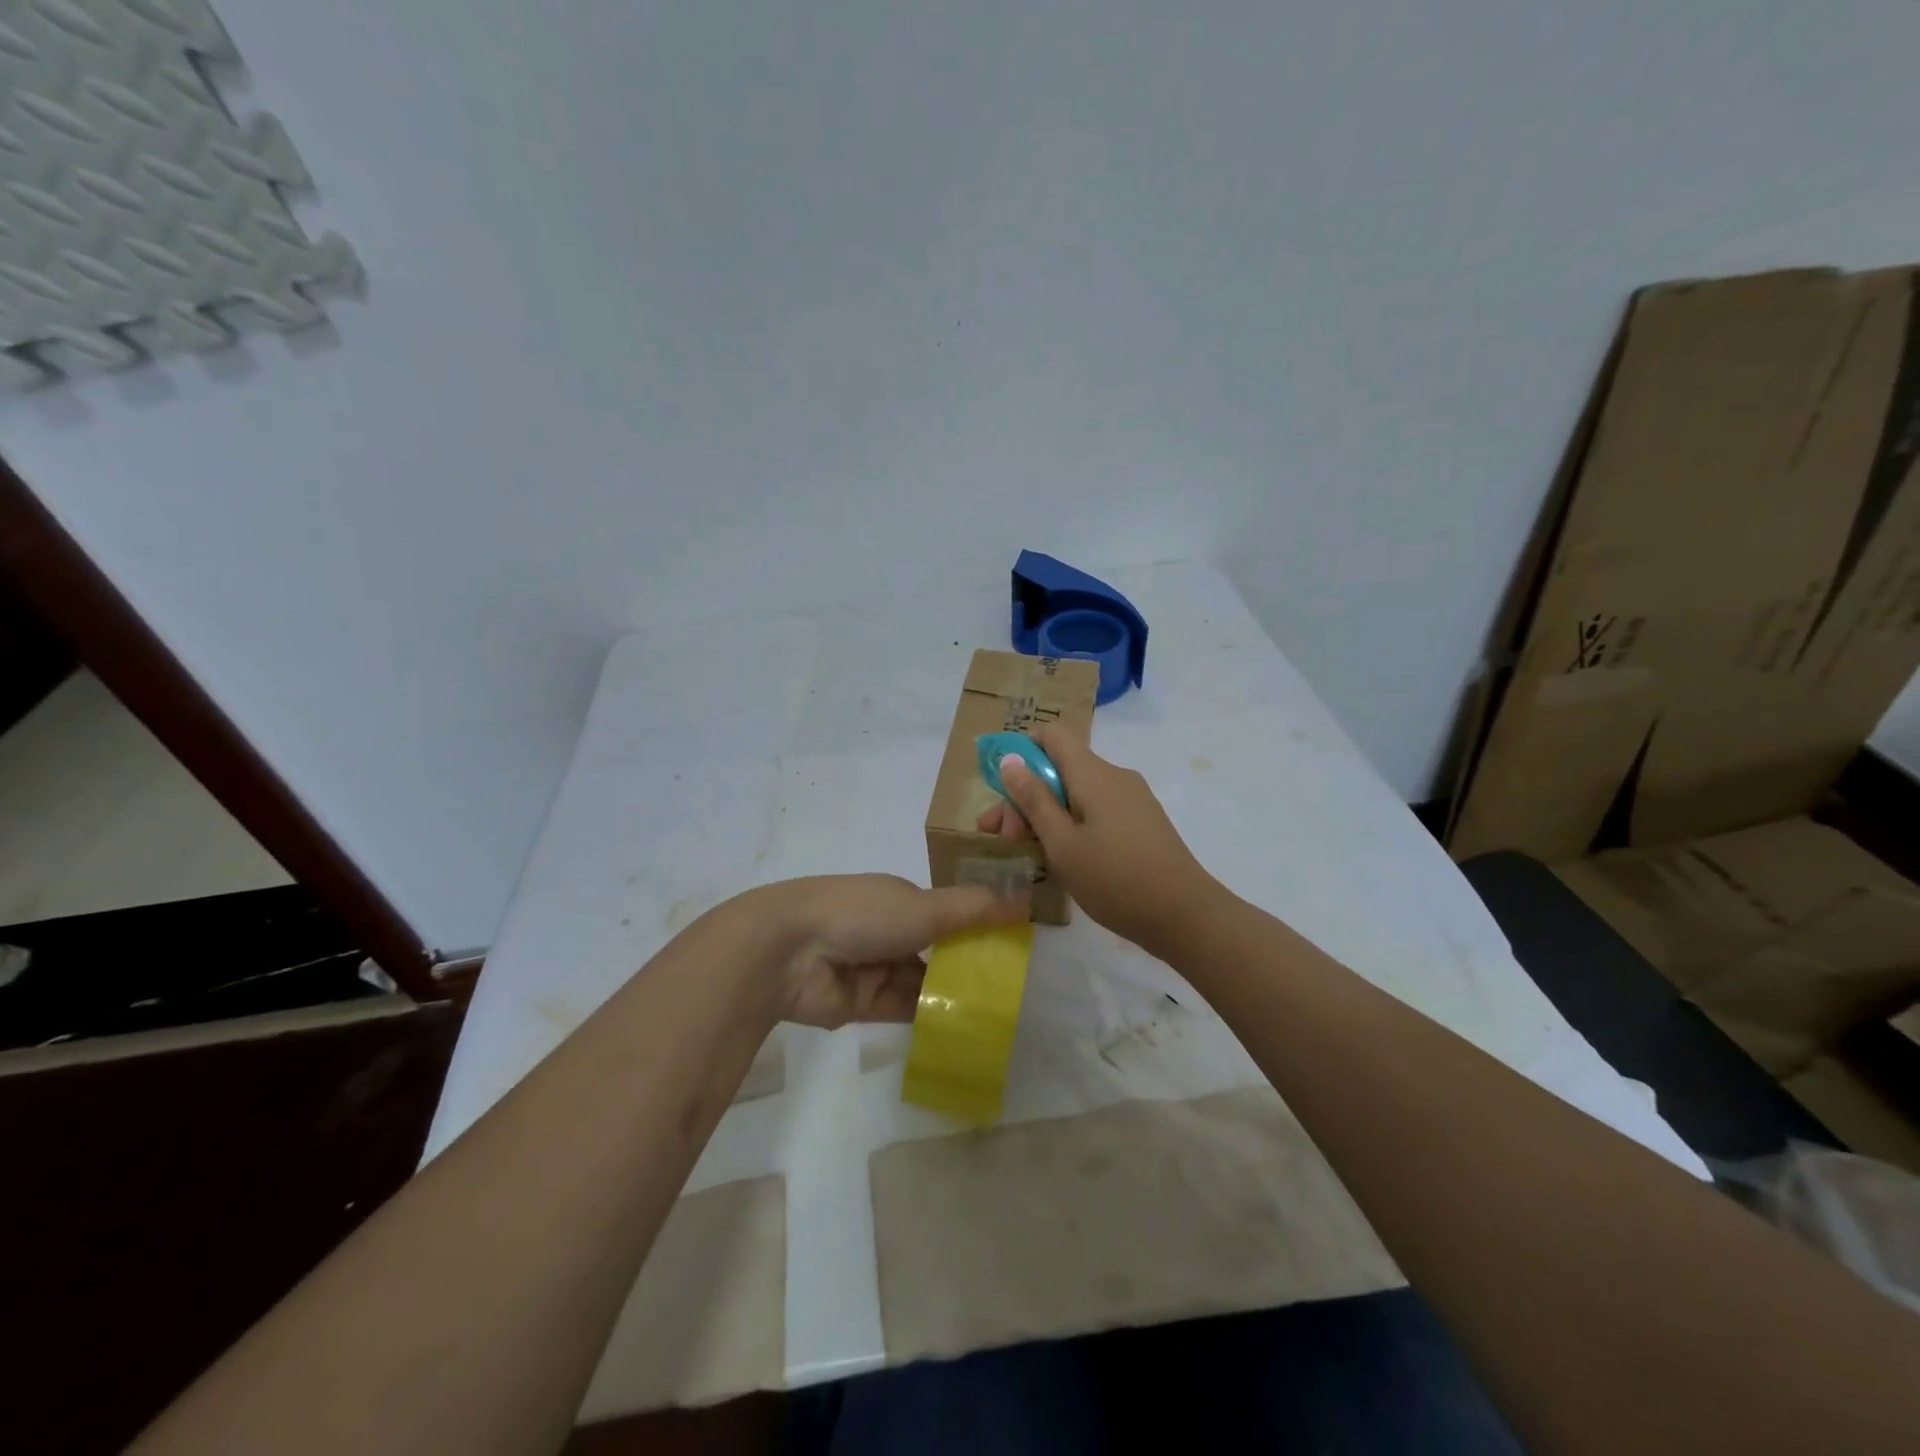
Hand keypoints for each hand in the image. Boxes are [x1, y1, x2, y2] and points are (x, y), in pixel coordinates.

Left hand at [750, 874, 1028, 1029]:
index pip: (948, 912)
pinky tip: (968, 1029)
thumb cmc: (862, 913)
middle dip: (969, 965)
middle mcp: (890, 930)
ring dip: (954, 994)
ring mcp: (876, 968)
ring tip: (1000, 1012)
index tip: (1014, 944)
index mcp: (901, 898)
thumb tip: (1025, 901)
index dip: (979, 926)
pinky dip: (933, 1017)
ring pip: (925, 982)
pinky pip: (906, 1010)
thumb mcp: (926, 906)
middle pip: (938, 949)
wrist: (790, 950)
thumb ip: (975, 909)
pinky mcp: (864, 1005)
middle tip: (1013, 986)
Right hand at [976, 726, 1220, 957]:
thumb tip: (1010, 759)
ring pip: (1076, 793)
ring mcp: (1131, 799)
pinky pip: (1096, 809)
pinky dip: (1071, 824)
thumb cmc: (1115, 879)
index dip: (1022, 751)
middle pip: (1059, 769)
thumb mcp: (1062, 843)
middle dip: (1025, 797)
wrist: (1185, 915)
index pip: (1052, 735)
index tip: (1002, 789)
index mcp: (1093, 774)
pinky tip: (1061, 857)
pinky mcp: (1140, 822)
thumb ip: (1034, 799)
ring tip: (1024, 852)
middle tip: (1003, 838)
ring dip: (1046, 814)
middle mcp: (1114, 776)